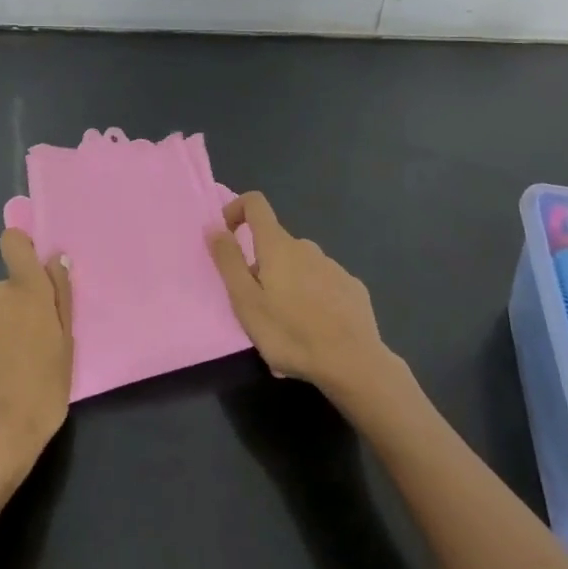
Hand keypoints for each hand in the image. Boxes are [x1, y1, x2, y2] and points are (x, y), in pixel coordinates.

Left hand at [0, 229, 72, 495]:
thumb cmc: (41, 393)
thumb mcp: (66, 346)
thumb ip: (60, 296)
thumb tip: (56, 260)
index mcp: (24, 289)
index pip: (13, 241)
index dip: (22, 248)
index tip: (32, 272)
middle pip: (5, 287)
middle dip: (15, 306)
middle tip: (30, 343)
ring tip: (7, 366)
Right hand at [208, 192, 395, 403]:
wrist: (354, 364)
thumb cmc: (291, 334)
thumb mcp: (246, 302)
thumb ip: (228, 261)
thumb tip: (213, 226)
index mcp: (278, 246)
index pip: (255, 204)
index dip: (237, 209)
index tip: (228, 236)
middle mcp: (306, 247)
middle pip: (276, 244)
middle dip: (261, 266)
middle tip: (258, 306)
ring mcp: (333, 266)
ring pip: (300, 265)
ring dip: (288, 283)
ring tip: (288, 324)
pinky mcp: (353, 287)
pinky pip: (324, 282)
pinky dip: (313, 296)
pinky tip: (318, 327)